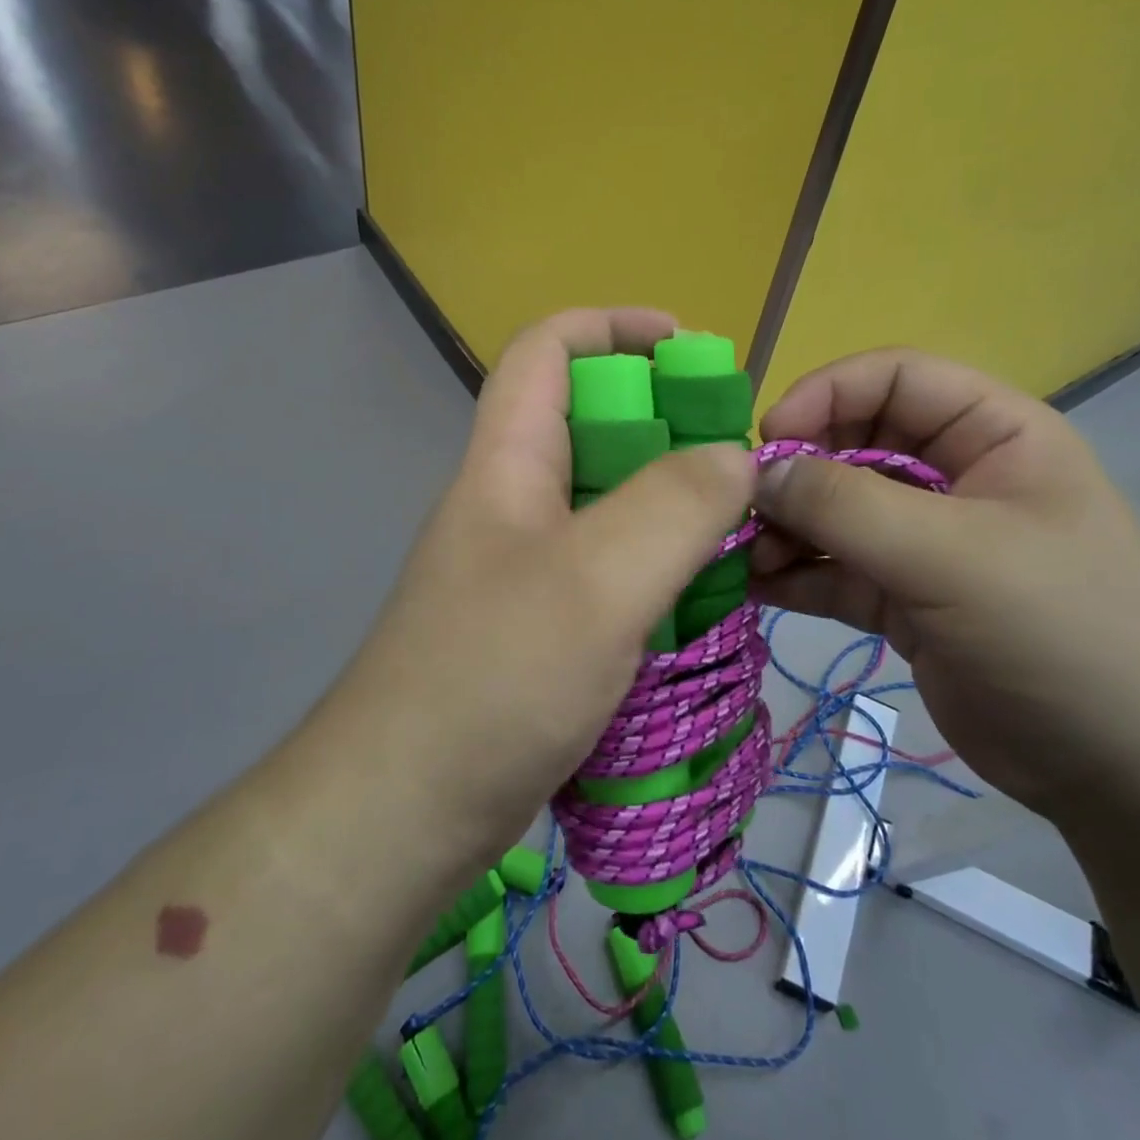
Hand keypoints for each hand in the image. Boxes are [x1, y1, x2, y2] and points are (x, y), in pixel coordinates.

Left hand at [322, 309, 754, 865]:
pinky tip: (698, 600)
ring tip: (735, 530)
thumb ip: (674, 506)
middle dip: (663, 423)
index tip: (692, 350)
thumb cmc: (494, 676)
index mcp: (508, 462)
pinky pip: (607, 570)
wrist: (404, 811)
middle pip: (588, 426)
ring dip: (668, 504)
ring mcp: (522, 568)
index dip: (615, 327)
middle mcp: (511, 502)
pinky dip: (656, 569)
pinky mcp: (537, 627)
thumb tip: (734, 458)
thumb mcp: (596, 579)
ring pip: (605, 504)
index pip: (548, 351)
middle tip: (735, 461)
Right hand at [750, 348, 1139, 817]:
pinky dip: (796, 575)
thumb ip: (847, 506)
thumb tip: (758, 473)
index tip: (770, 440)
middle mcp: (956, 477)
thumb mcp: (952, 556)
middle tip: (743, 509)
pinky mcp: (905, 599)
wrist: (1130, 774)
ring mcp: (928, 542)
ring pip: (837, 512)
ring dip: (787, 528)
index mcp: (992, 435)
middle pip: (854, 443)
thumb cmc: (1060, 634)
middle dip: (797, 471)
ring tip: (744, 558)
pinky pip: (836, 571)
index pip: (894, 378)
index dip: (826, 394)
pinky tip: (755, 589)